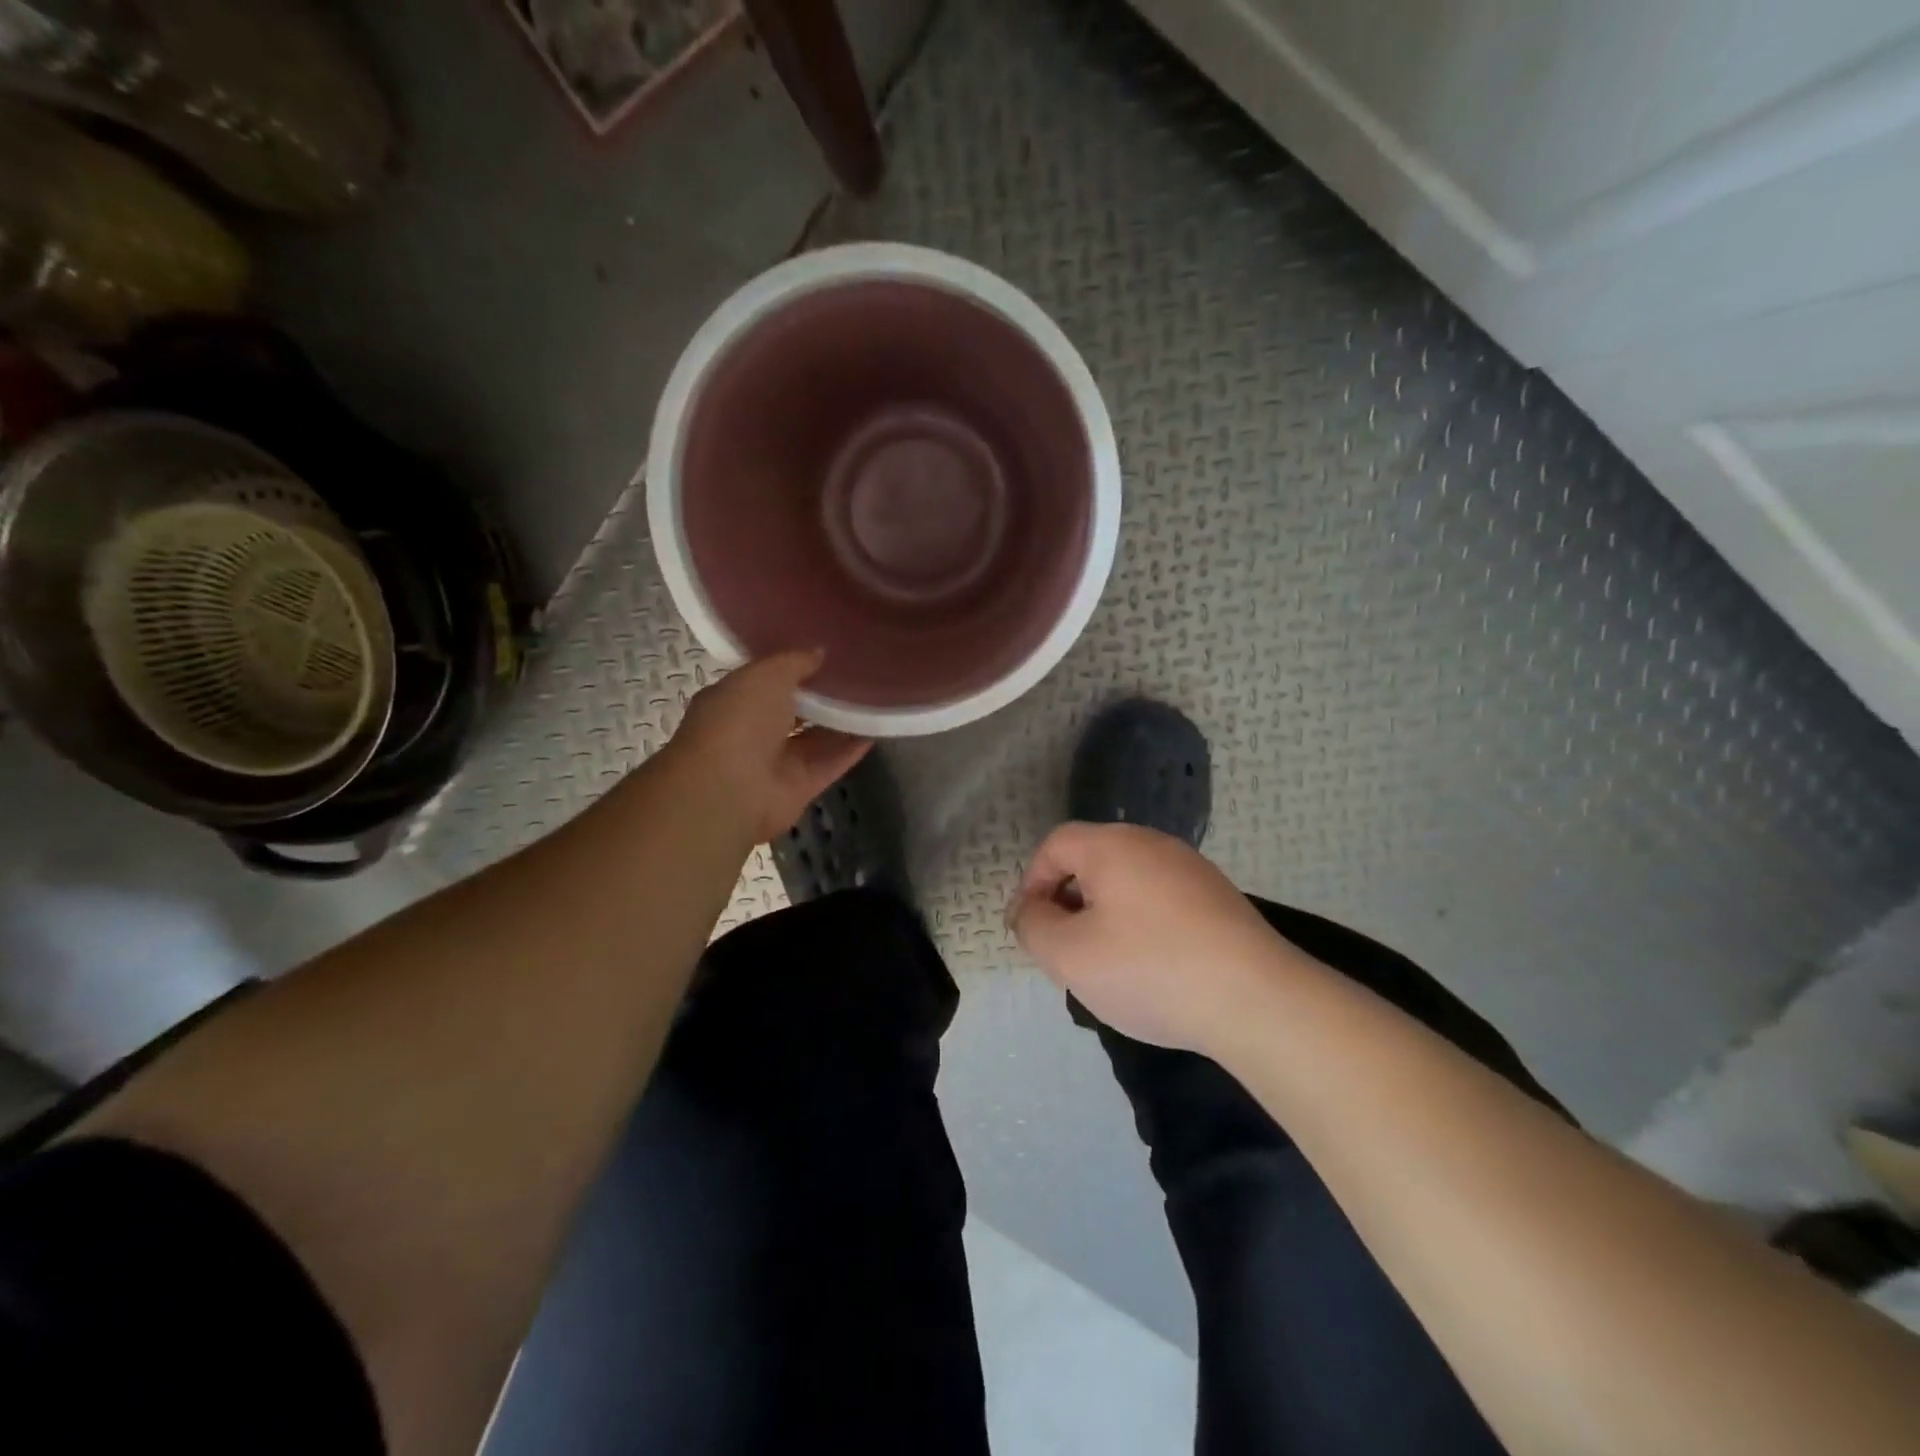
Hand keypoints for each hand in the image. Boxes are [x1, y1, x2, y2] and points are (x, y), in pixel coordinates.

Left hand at [670, 651, 871, 843]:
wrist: (729, 790)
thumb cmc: (738, 721)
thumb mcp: (764, 676)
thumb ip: (793, 662)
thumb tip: (819, 652)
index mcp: (733, 700)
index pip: (765, 680)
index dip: (792, 666)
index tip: (825, 650)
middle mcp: (753, 731)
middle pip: (793, 710)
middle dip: (819, 694)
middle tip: (857, 671)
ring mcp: (777, 762)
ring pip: (815, 738)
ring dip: (841, 721)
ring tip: (873, 696)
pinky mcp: (800, 787)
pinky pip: (830, 763)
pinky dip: (851, 749)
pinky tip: (877, 728)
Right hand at [1009, 822, 1300, 1052]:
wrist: (1258, 1000)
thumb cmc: (1150, 970)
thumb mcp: (1070, 955)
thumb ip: (1033, 926)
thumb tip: (1028, 910)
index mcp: (1112, 846)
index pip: (1055, 845)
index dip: (1032, 882)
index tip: (1032, 928)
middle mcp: (1152, 843)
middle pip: (1091, 861)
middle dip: (1068, 902)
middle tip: (1066, 950)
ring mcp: (1191, 868)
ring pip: (1127, 884)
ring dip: (1104, 917)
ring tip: (1108, 965)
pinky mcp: (1218, 898)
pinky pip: (1160, 901)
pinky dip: (1141, 926)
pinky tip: (1153, 968)